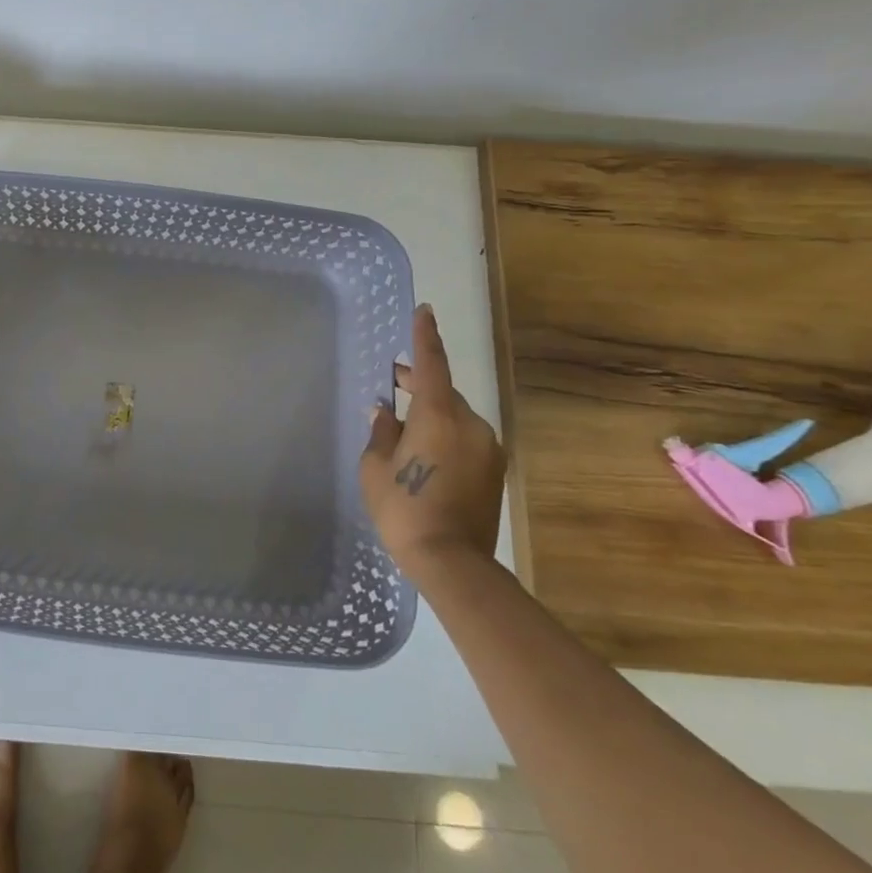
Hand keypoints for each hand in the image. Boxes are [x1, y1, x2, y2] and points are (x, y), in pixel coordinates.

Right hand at [358, 305, 505, 577]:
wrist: (452, 561)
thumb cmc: (404, 508)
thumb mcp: (376, 467)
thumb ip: (382, 432)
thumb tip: (384, 412)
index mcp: (439, 415)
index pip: (431, 365)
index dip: (425, 337)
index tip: (425, 311)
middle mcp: (470, 424)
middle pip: (443, 392)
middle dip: (418, 385)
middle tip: (391, 386)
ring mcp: (488, 448)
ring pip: (455, 418)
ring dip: (431, 415)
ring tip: (403, 431)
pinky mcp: (495, 470)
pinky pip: (465, 439)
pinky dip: (444, 437)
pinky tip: (424, 456)